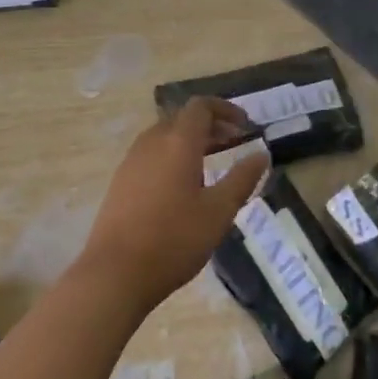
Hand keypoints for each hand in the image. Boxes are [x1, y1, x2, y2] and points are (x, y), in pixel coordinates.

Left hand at [80, 98, 270, 308]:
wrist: (115, 272)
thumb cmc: (174, 239)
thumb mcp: (218, 212)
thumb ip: (241, 179)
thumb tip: (261, 154)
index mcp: (177, 142)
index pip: (200, 106)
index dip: (225, 109)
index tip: (245, 125)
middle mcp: (152, 141)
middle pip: (182, 118)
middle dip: (210, 125)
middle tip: (234, 143)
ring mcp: (132, 159)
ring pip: (165, 135)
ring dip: (190, 140)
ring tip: (212, 163)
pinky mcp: (121, 179)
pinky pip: (151, 153)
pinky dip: (172, 155)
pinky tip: (183, 185)